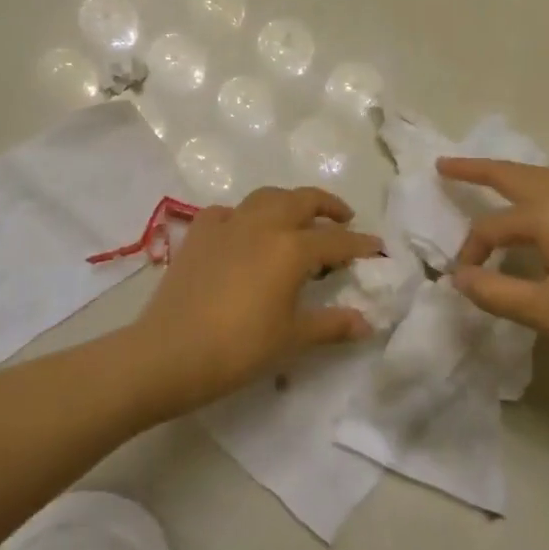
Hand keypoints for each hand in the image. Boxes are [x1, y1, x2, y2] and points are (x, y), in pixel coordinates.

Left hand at [130, 186, 382, 412]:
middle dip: (328, 206)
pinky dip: (245, 215)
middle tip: (343, 219)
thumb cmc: (238, 348)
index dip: (360, 244)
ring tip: (299, 218)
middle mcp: (262, 224)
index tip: (378, 248)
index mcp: (290, 248)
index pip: (335, 240)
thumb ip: (331, 325)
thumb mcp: (291, 339)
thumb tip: (366, 322)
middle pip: (302, 200)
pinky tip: (245, 231)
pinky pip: (228, 212)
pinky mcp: (199, 233)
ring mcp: (228, 223)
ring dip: (289, 202)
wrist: (170, 352)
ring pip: (266, 197)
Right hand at [438, 158, 548, 374]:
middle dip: (477, 168)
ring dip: (508, 175)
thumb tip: (459, 277)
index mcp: (548, 214)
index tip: (464, 280)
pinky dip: (534, 189)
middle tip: (445, 164)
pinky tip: (538, 212)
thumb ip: (496, 293)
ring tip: (487, 179)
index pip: (492, 227)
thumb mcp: (547, 310)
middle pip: (513, 173)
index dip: (472, 252)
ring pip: (541, 177)